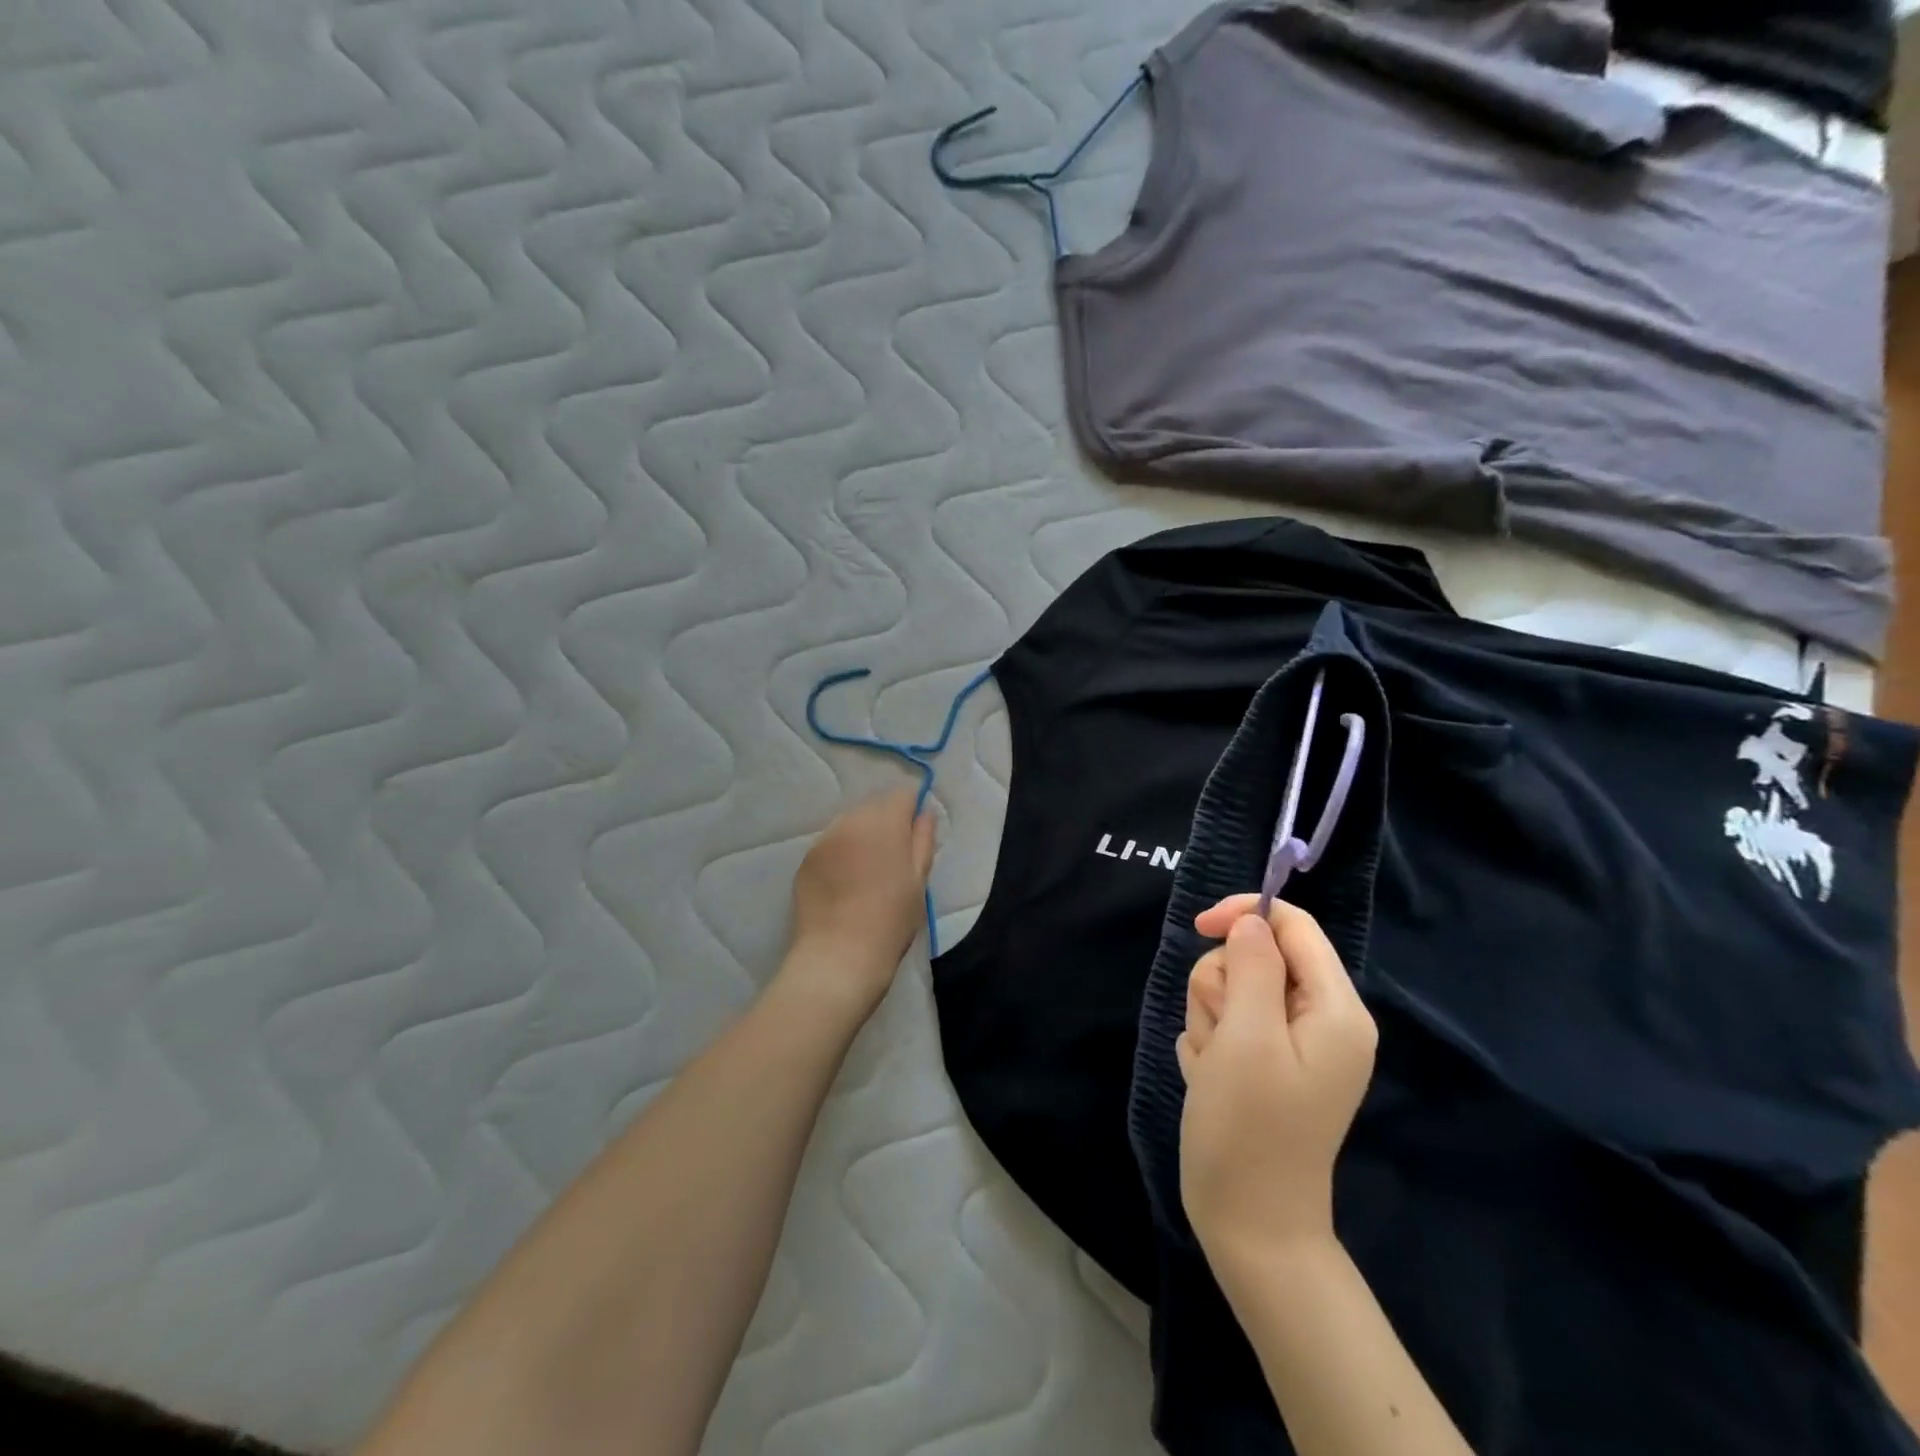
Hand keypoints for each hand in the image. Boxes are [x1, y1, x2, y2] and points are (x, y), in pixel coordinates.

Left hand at [784, 788, 935, 1015]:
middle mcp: (850, 821)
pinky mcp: (806, 860)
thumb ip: (923, 840)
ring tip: (867, 872)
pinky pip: (831, 843)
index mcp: (884, 823)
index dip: (912, 811)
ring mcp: (824, 839)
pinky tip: (846, 883)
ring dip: (862, 836)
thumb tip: (925, 813)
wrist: (839, 956)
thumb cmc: (890, 921)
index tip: (915, 836)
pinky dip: (841, 853)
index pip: (902, 795)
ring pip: (850, 823)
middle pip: (874, 806)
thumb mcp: (919, 881)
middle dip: (886, 822)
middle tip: (893, 858)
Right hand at [1177, 895, 1376, 1273]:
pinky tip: (1213, 1080)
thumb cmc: (1250, 1128)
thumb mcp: (1248, 1037)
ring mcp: (1290, 1044)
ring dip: (1210, 1018)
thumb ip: (1253, 966)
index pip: (1295, 926)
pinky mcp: (1263, 1063)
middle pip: (1256, 955)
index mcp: (1335, 1009)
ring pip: (1231, 987)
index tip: (1198, 928)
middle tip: (1224, 1035)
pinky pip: (1223, 1022)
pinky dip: (1209, 1044)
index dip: (1246, 914)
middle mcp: (1320, 1020)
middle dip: (1223, 984)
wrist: (1247, 1224)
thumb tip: (1251, 921)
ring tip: (1216, 1065)